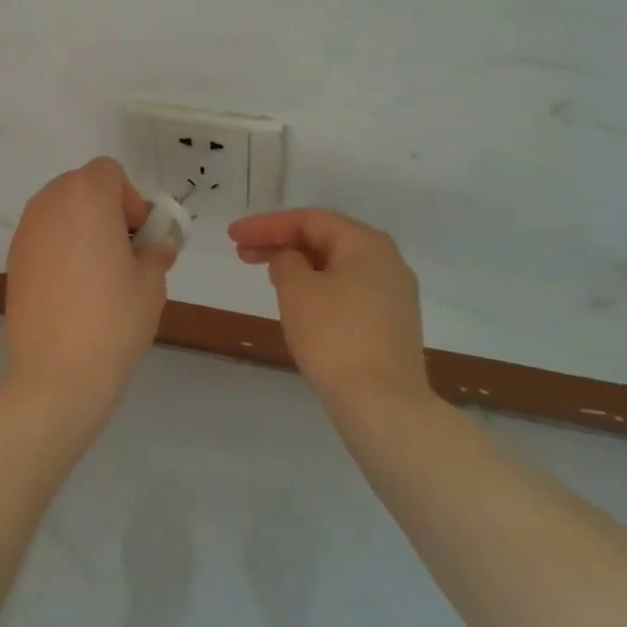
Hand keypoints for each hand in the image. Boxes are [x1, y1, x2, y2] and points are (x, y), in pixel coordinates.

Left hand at [3, 158, 177, 428]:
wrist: (56, 373)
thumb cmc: (113, 319)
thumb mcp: (151, 283)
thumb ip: (156, 253)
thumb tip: (156, 247)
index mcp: (87, 196)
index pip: (109, 171)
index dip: (129, 198)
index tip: (137, 236)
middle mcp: (50, 202)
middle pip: (82, 185)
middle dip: (105, 208)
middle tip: (123, 251)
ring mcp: (26, 230)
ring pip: (61, 209)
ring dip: (82, 226)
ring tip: (98, 272)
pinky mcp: (13, 258)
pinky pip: (44, 235)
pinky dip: (61, 247)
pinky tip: (72, 288)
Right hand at [228, 208, 427, 408]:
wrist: (383, 406)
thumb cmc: (335, 337)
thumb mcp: (297, 289)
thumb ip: (285, 261)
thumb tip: (290, 260)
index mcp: (366, 243)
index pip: (309, 220)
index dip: (266, 225)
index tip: (233, 235)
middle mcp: (386, 261)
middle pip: (324, 240)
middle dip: (280, 243)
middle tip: (242, 252)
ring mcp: (393, 295)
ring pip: (335, 267)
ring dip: (298, 266)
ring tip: (265, 273)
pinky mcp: (390, 325)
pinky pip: (346, 291)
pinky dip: (317, 287)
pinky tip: (297, 301)